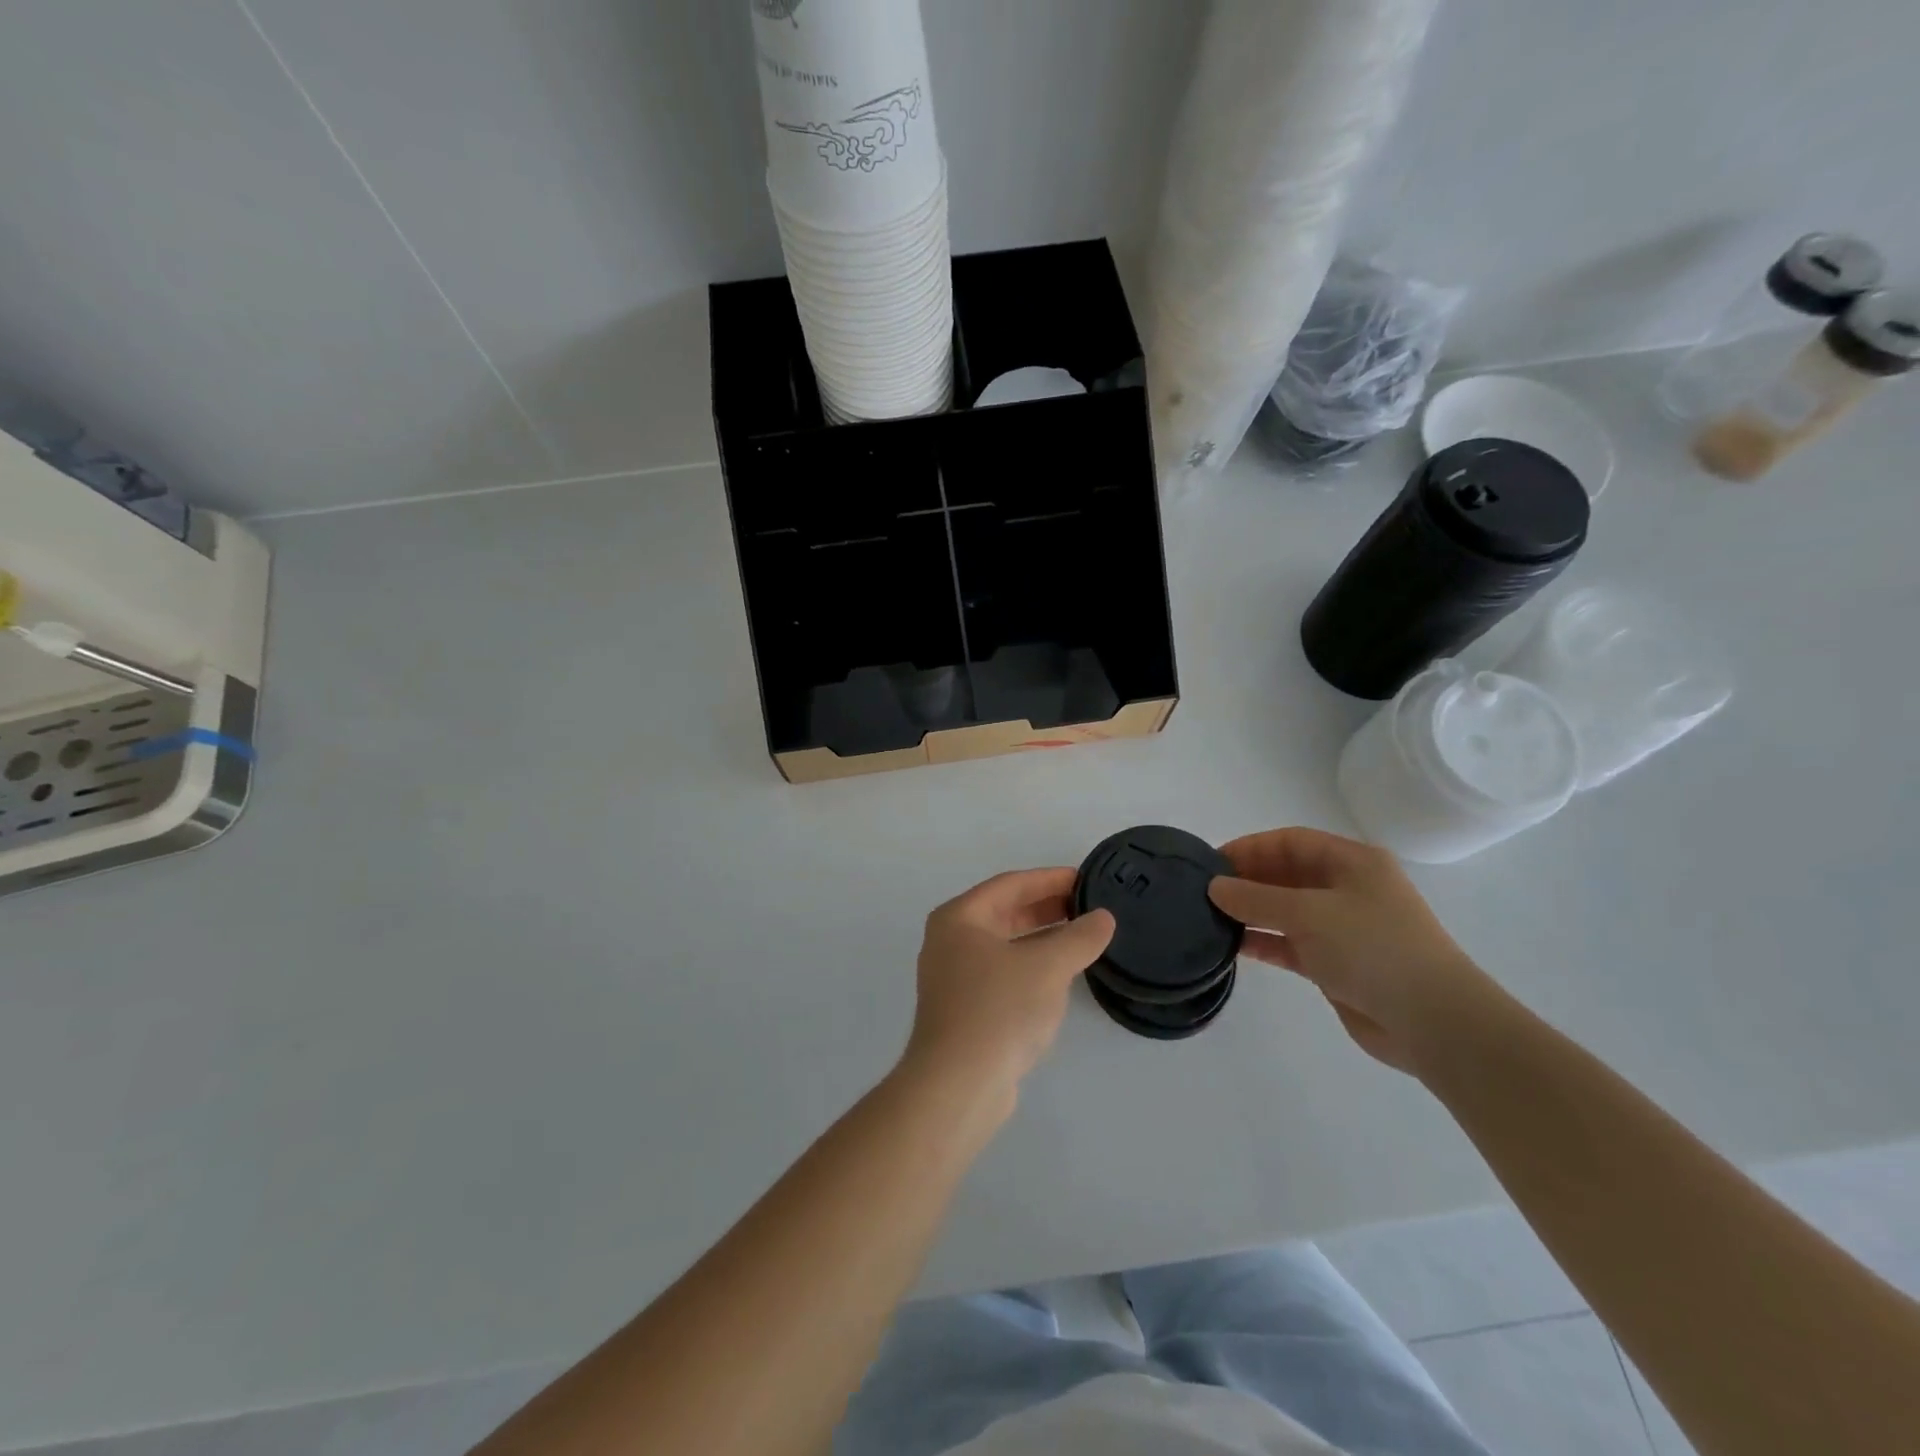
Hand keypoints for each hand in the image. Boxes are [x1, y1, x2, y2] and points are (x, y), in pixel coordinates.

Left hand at [904, 869, 1115, 1099]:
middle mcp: (950, 941)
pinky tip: (1061, 975)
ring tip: (1084, 937)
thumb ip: (1079, 937)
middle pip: (1006, 912)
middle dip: (1048, 907)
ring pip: (1006, 944)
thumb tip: (1103, 918)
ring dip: (1043, 938)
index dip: (1051, 879)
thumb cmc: (999, 1009)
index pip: (1011, 884)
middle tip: (1090, 906)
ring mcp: (955, 977)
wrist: (958, 1085)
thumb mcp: (1048, 966)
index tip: (1086, 878)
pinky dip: (1032, 966)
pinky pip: (1004, 972)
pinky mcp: (965, 1009)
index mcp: (960, 917)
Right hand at [1208, 827, 1501, 1077]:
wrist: (1432, 1022)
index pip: (1290, 841)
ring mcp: (1343, 927)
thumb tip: (1214, 887)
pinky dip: (1265, 942)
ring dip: (1252, 913)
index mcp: (1352, 862)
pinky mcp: (1336, 962)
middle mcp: (1347, 888)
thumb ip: (1256, 899)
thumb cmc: (1373, 948)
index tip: (1210, 863)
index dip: (1249, 848)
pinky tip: (1233, 946)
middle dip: (1247, 880)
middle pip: (1286, 874)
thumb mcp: (1309, 914)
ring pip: (1286, 910)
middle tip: (1204, 892)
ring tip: (1210, 919)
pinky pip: (1291, 943)